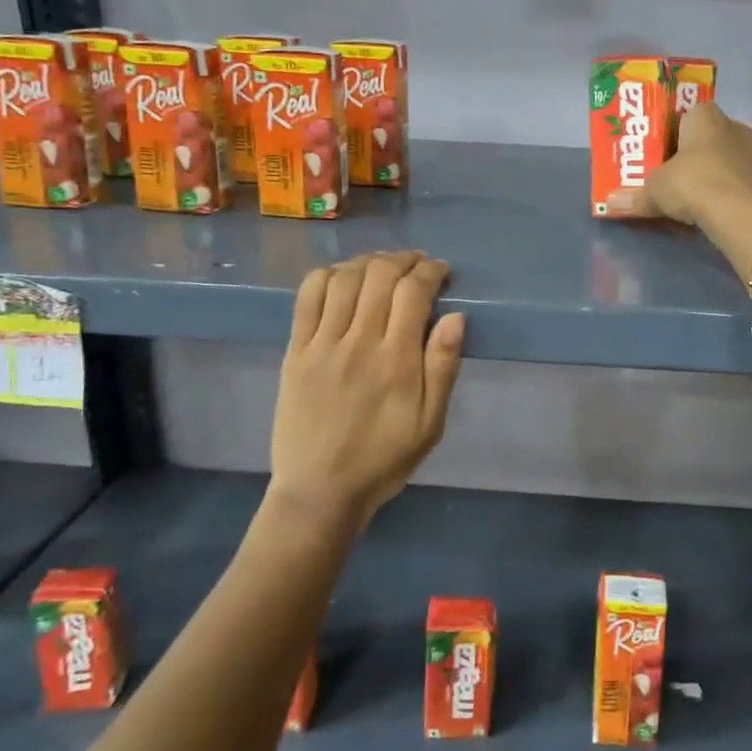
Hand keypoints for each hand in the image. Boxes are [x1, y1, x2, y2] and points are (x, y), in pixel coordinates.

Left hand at [268, 251, 465, 531]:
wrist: (320, 491)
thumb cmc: (384, 459)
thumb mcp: (430, 425)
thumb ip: (443, 368)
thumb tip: (456, 317)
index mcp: (397, 361)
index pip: (414, 292)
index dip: (431, 271)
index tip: (442, 272)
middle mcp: (359, 342)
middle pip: (380, 275)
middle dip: (404, 259)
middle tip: (417, 264)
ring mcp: (322, 344)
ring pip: (344, 279)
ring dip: (368, 262)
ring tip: (383, 267)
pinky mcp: (296, 351)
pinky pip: (307, 297)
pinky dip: (327, 276)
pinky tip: (342, 277)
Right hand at [609, 102, 751, 225]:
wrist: (736, 213)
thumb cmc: (690, 182)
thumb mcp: (654, 189)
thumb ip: (634, 195)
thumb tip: (611, 203)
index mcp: (704, 114)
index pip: (686, 113)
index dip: (671, 131)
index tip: (659, 151)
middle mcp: (731, 125)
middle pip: (705, 136)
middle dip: (690, 152)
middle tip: (669, 171)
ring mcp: (750, 151)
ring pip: (722, 156)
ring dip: (708, 170)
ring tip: (688, 191)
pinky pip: (734, 177)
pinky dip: (722, 187)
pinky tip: (708, 204)